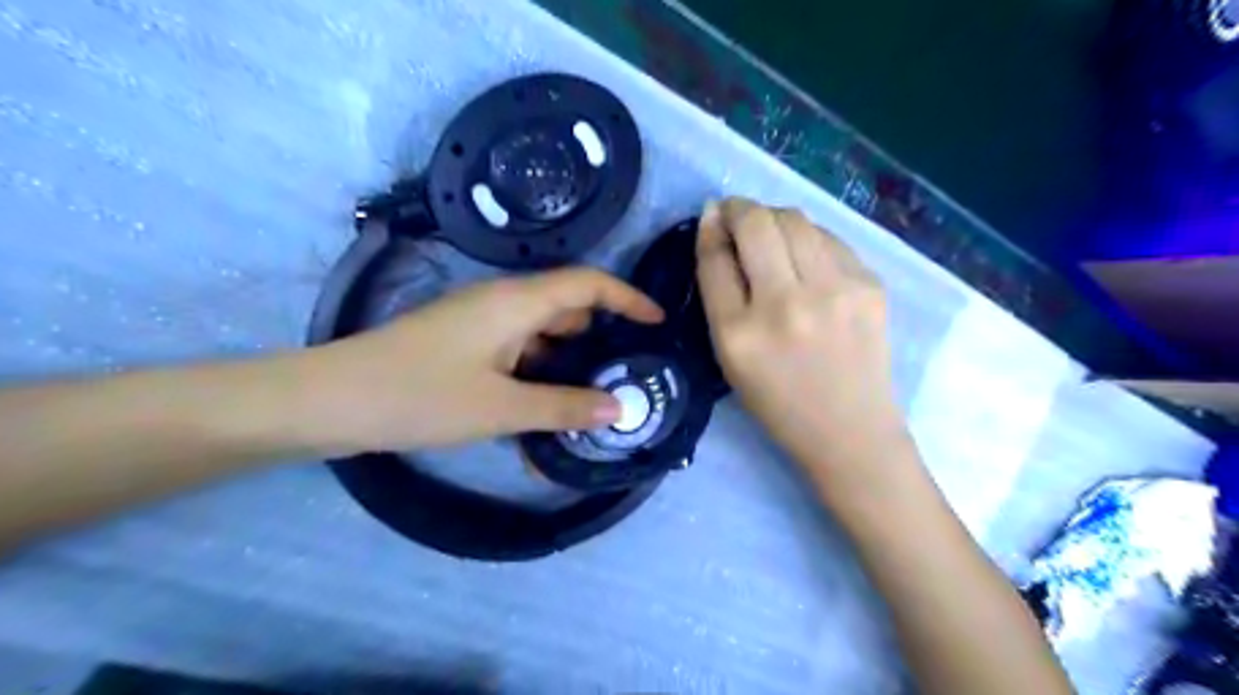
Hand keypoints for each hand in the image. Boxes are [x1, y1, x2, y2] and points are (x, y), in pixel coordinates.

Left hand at [302, 269, 662, 455]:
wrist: (330, 401)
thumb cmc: (419, 396)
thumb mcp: (500, 408)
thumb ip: (563, 407)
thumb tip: (619, 408)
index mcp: (516, 302)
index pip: (588, 283)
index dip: (627, 298)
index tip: (657, 323)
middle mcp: (502, 303)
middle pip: (567, 308)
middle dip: (602, 337)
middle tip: (630, 372)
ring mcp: (480, 324)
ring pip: (541, 335)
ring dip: (568, 363)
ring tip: (594, 399)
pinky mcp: (464, 345)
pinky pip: (516, 353)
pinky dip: (537, 377)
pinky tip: (546, 413)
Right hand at [696, 197, 907, 477]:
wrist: (850, 430)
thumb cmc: (778, 402)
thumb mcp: (730, 358)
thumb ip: (720, 296)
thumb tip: (718, 232)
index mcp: (738, 334)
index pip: (715, 258)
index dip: (711, 226)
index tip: (712, 214)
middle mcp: (784, 305)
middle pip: (757, 224)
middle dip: (740, 208)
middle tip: (738, 215)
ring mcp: (833, 292)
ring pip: (795, 219)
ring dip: (774, 217)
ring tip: (771, 234)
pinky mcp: (869, 286)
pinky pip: (829, 238)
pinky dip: (808, 238)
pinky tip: (806, 257)